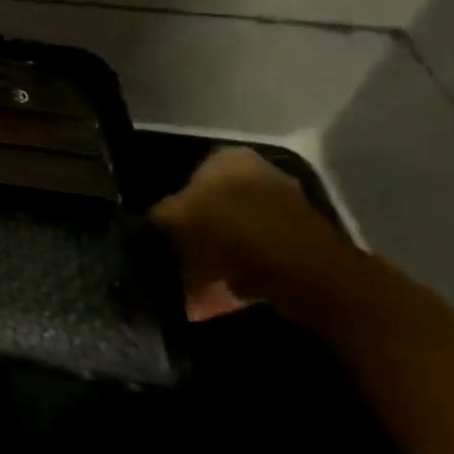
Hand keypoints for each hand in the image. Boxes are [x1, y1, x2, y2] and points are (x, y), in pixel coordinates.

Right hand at [150, 147, 351, 321]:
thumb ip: (157, 218)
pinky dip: (245, 274)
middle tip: (180, 258)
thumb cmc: (230, 230)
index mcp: (228, 158)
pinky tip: (227, 294)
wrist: (305, 273)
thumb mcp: (174, 220)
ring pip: (239, 234)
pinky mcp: (306, 246)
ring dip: (220, 257)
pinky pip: (262, 258)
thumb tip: (147, 224)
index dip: (175, 203)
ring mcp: (289, 210)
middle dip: (200, 233)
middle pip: (217, 205)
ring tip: (199, 285)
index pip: (191, 174)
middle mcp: (262, 175)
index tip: (165, 231)